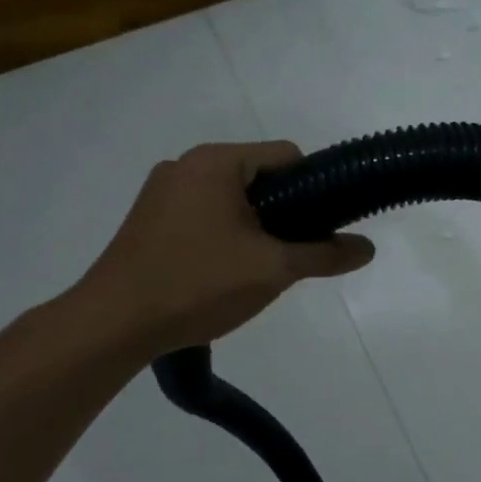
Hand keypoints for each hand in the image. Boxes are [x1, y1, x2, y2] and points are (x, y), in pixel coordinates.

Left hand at [78, 142, 373, 353]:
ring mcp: (162, 192)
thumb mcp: (274, 270)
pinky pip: (205, 215)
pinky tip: (224, 273)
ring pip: (233, 199)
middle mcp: (186, 165)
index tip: (324, 226)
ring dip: (256, 227)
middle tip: (293, 254)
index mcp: (216, 162)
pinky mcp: (148, 220)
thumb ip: (325, 255)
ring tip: (260, 269)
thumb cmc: (198, 284)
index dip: (315, 188)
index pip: (287, 156)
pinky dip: (226, 235)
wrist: (112, 325)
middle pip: (260, 177)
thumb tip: (368, 248)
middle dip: (285, 212)